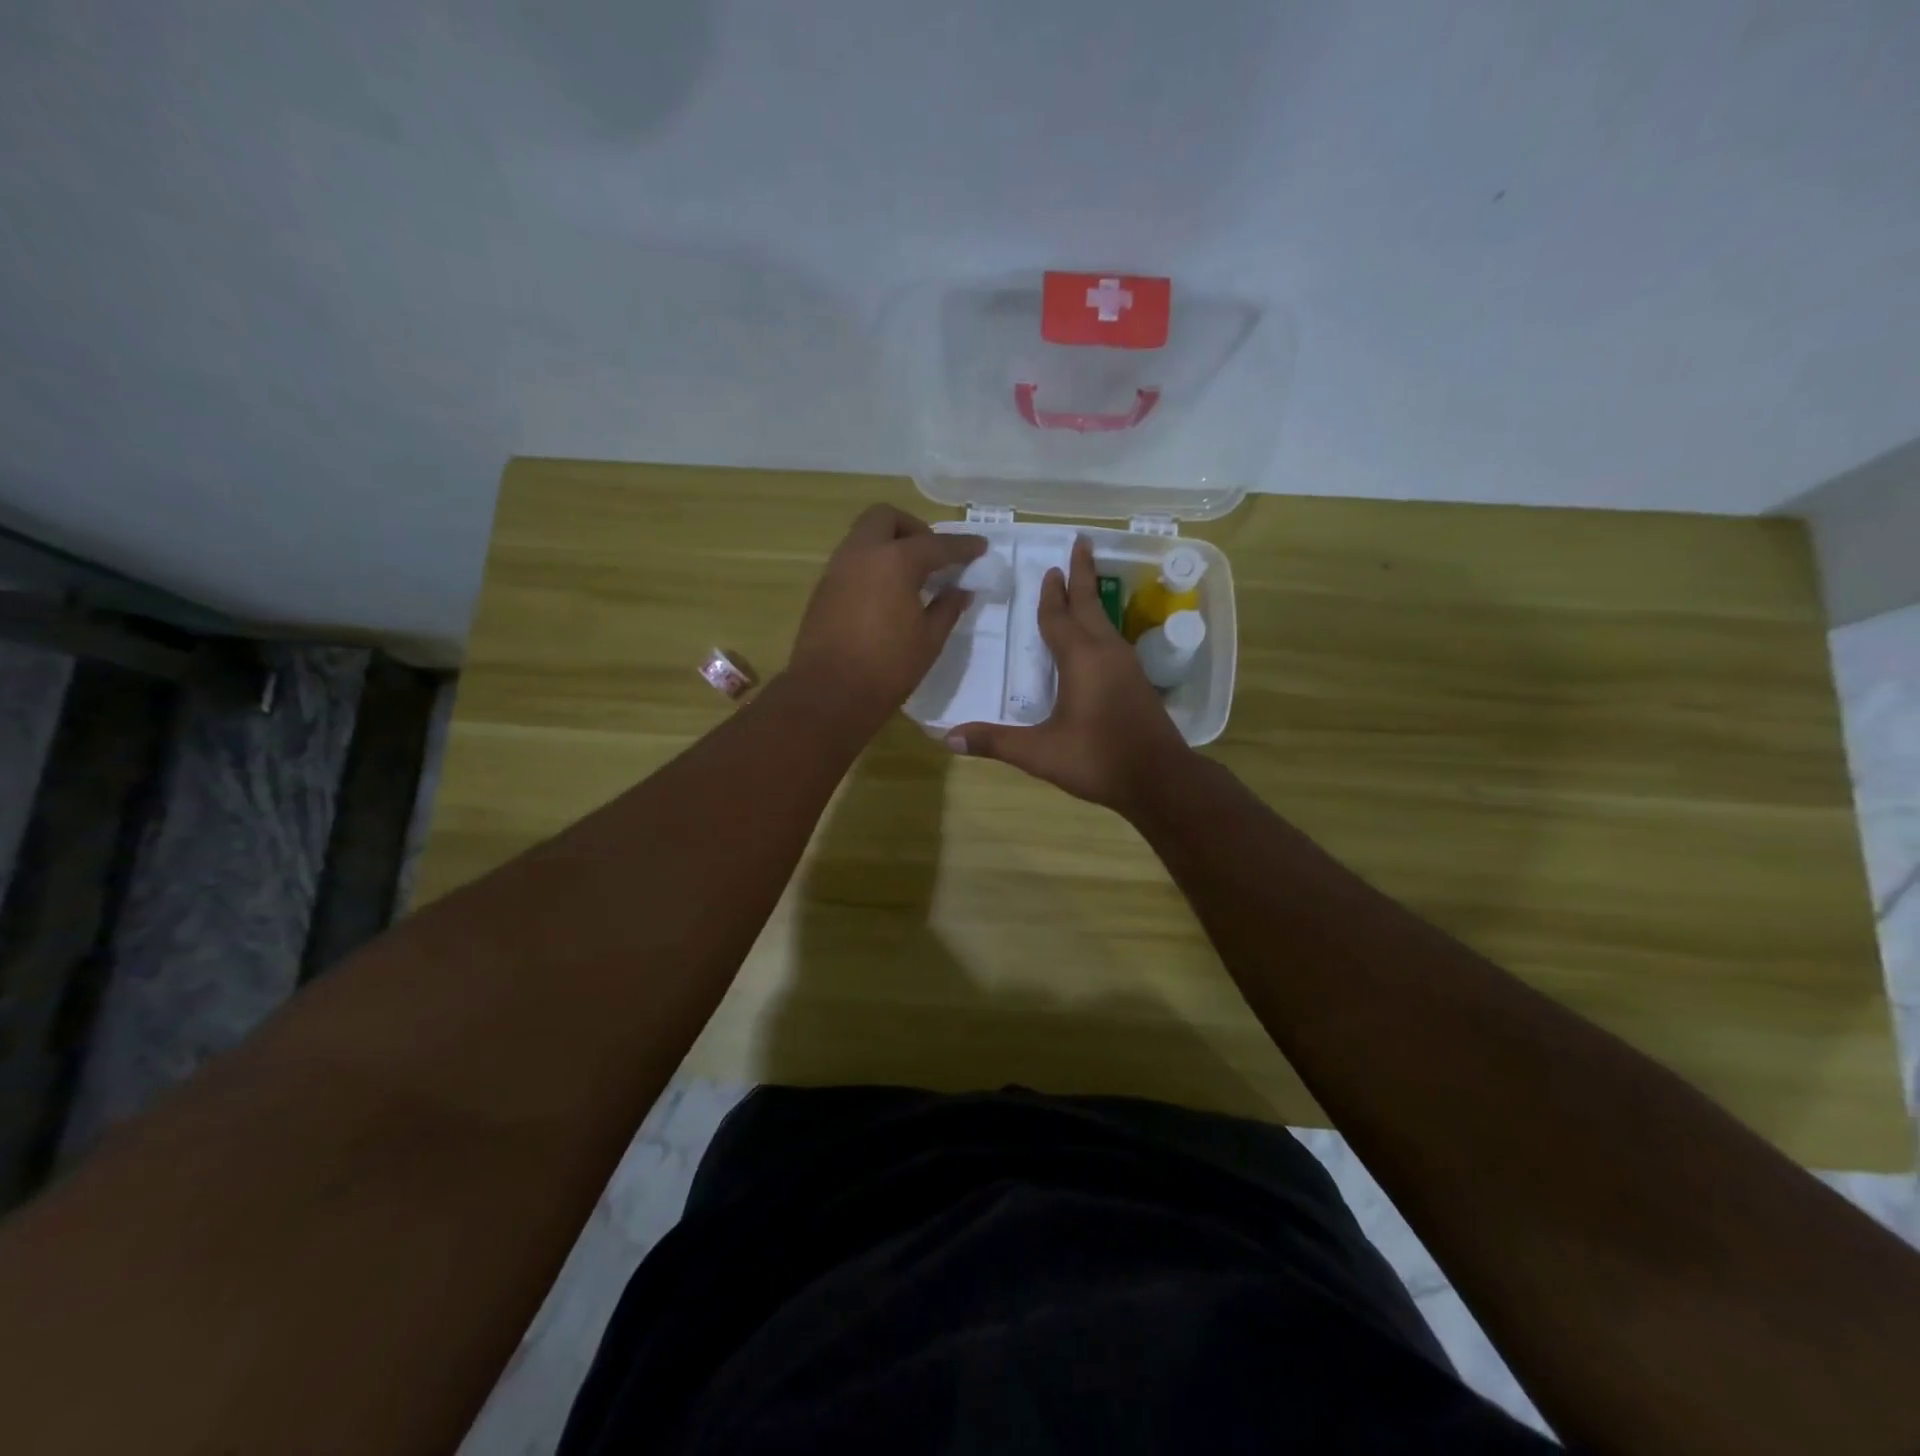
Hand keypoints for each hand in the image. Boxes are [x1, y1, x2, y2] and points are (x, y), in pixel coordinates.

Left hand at [788, 504, 986, 728]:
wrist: (829, 693)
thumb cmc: (888, 667)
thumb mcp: (929, 639)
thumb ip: (948, 608)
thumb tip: (960, 591)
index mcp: (895, 561)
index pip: (936, 544)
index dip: (962, 546)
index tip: (980, 547)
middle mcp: (862, 554)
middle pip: (886, 518)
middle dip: (913, 528)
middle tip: (931, 556)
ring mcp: (837, 569)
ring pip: (864, 536)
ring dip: (889, 545)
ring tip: (910, 577)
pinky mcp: (823, 589)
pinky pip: (852, 561)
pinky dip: (872, 565)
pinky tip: (886, 594)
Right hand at [949, 536, 1191, 812]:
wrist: (1160, 779)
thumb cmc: (1098, 759)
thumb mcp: (1040, 753)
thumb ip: (995, 742)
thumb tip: (947, 737)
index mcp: (1081, 658)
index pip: (1059, 617)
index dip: (1051, 594)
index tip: (1050, 567)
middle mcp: (1106, 652)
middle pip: (1090, 604)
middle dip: (1083, 574)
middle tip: (1081, 543)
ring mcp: (1127, 665)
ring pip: (1105, 621)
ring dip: (1091, 599)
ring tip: (1083, 584)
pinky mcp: (1138, 682)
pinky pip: (1113, 640)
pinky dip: (1100, 625)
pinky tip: (1097, 639)